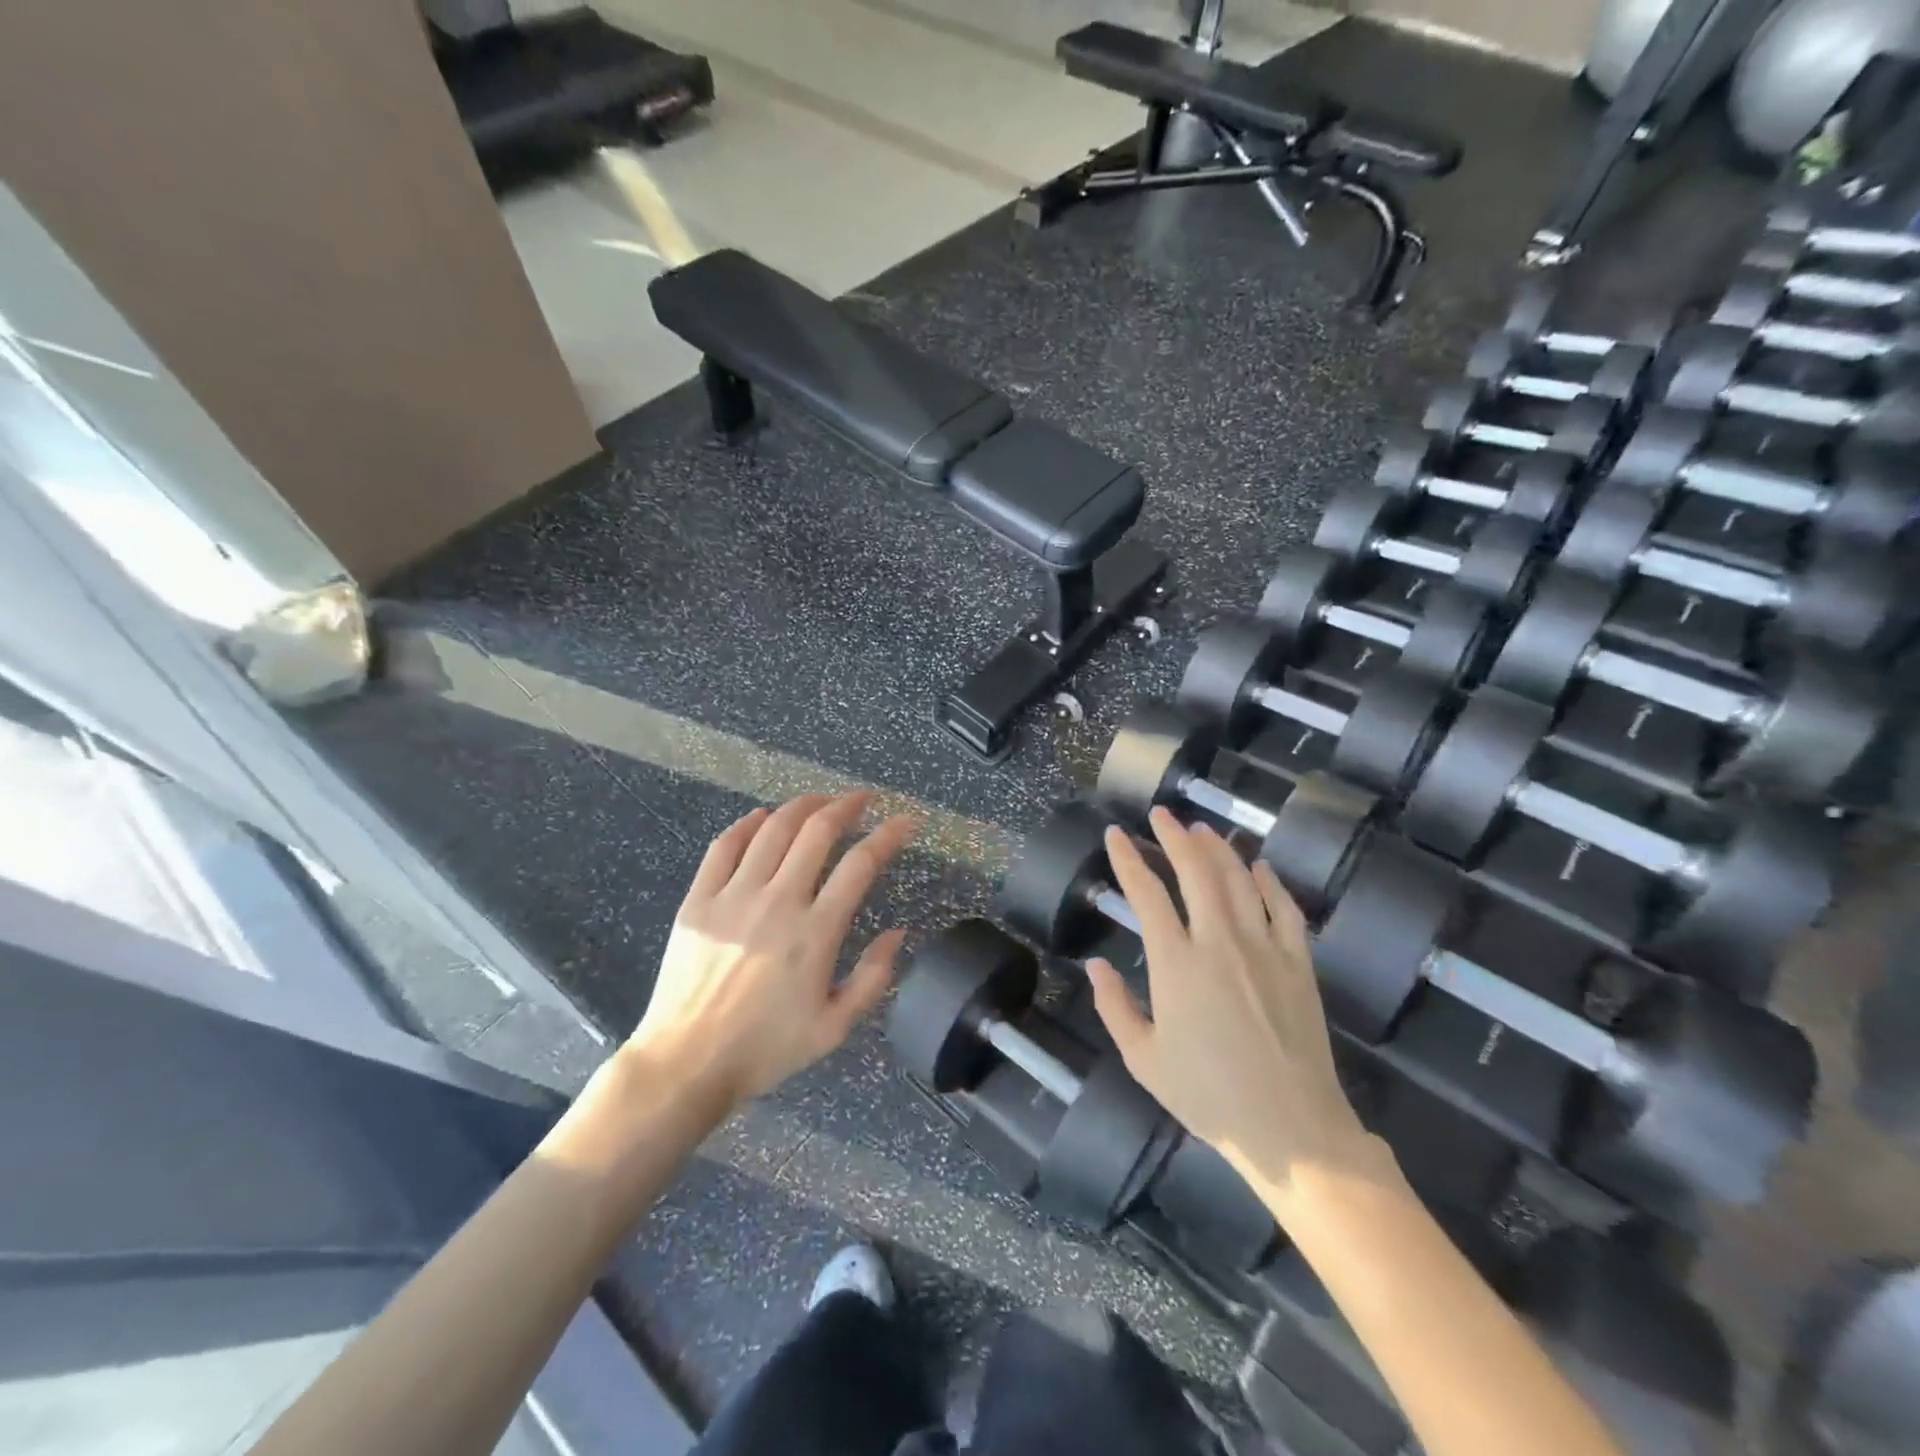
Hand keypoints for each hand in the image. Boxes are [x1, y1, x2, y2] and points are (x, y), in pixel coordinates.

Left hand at [628, 793, 917, 1110]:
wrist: (687, 1064)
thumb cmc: (767, 1048)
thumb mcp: (834, 1027)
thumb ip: (873, 977)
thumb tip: (898, 932)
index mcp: (816, 932)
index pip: (861, 865)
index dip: (888, 836)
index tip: (904, 822)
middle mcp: (778, 902)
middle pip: (817, 832)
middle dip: (846, 806)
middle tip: (861, 799)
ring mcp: (734, 896)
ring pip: (773, 829)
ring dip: (802, 806)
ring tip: (820, 801)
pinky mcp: (699, 900)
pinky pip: (724, 846)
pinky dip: (746, 824)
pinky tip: (761, 817)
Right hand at [1086, 809, 1375, 1207]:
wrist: (1291, 1129)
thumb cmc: (1208, 1096)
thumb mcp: (1143, 1059)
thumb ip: (1114, 1007)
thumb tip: (1094, 965)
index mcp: (1176, 964)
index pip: (1146, 894)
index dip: (1128, 860)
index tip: (1116, 835)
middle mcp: (1219, 942)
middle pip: (1196, 872)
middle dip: (1175, 837)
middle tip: (1162, 814)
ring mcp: (1264, 948)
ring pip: (1239, 880)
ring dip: (1218, 849)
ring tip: (1201, 830)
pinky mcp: (1299, 962)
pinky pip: (1285, 908)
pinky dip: (1269, 882)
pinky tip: (1259, 867)